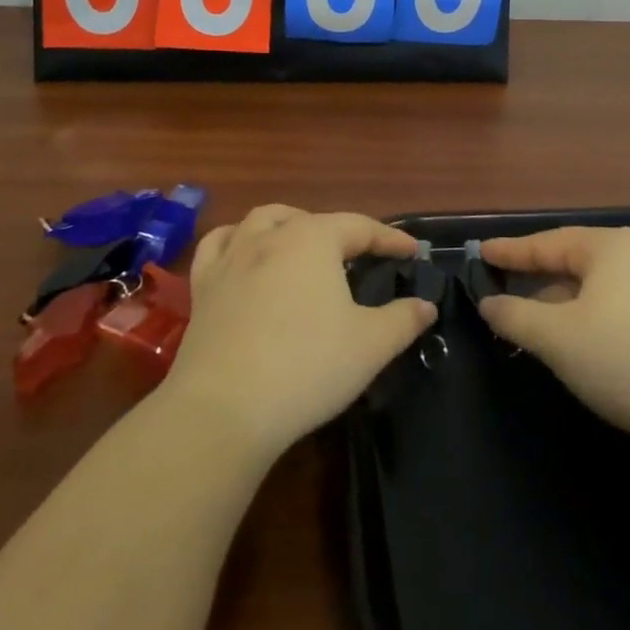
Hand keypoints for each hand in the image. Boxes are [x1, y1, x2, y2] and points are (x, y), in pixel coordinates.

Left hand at [166, 205, 436, 457]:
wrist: (224, 409)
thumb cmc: (306, 367)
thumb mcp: (370, 346)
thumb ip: (403, 320)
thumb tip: (426, 305)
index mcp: (313, 239)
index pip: (361, 227)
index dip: (390, 239)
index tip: (412, 252)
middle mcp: (270, 236)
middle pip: (312, 220)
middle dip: (340, 232)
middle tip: (360, 258)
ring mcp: (231, 258)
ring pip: (262, 220)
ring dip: (288, 224)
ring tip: (303, 244)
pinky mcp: (204, 286)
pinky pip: (218, 246)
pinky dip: (236, 240)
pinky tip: (243, 254)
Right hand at [479, 226, 629, 454]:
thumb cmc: (623, 357)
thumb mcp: (556, 337)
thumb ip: (514, 316)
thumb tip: (489, 304)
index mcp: (608, 246)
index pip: (546, 243)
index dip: (510, 251)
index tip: (480, 252)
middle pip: (571, 261)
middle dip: (535, 278)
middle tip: (500, 288)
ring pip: (593, 287)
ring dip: (559, 302)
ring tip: (531, 323)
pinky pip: (613, 306)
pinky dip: (585, 317)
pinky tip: (575, 342)